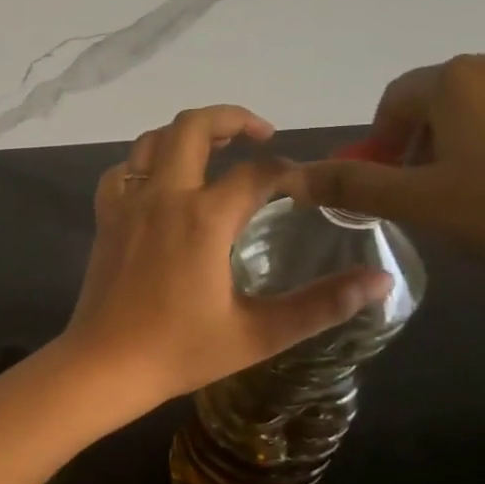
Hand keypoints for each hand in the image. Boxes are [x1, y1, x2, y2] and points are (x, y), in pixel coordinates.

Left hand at [59, 105, 392, 407]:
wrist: (105, 365)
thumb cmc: (180, 351)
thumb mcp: (259, 334)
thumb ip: (321, 305)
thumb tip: (380, 281)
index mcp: (205, 218)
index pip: (257, 172)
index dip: (289, 171)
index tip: (306, 188)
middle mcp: (164, 196)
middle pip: (192, 126)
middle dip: (231, 118)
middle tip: (260, 136)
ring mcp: (128, 204)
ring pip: (151, 141)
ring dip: (185, 134)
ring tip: (215, 148)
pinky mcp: (105, 219)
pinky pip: (121, 171)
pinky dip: (143, 163)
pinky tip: (160, 182)